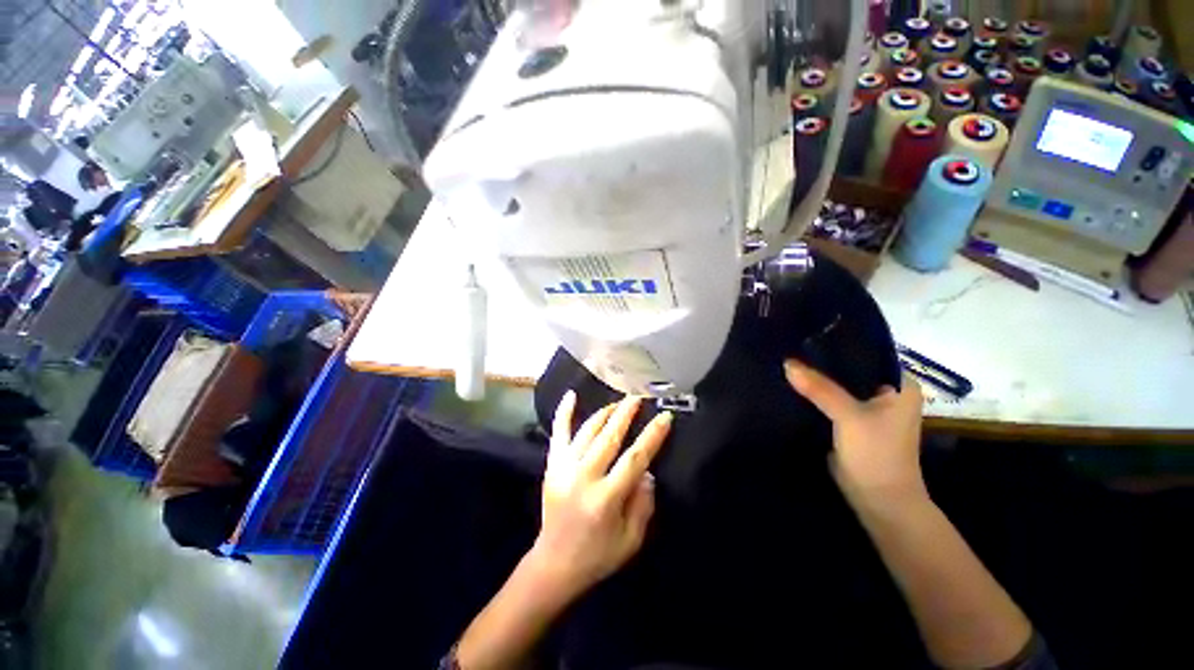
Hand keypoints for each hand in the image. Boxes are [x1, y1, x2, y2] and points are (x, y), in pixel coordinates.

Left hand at [528, 393, 672, 601]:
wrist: (556, 564)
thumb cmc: (599, 556)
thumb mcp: (632, 539)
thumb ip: (642, 505)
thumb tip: (647, 473)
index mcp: (606, 498)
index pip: (635, 458)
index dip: (652, 436)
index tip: (665, 417)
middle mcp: (583, 479)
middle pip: (609, 438)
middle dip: (627, 414)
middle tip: (641, 397)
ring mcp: (562, 472)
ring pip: (586, 433)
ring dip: (604, 414)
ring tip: (620, 402)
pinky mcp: (550, 470)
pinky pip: (557, 436)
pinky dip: (563, 415)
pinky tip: (571, 396)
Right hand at [784, 360, 925, 501]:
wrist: (883, 508)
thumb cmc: (876, 456)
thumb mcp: (848, 418)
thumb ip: (821, 390)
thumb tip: (788, 362)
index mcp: (903, 384)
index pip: (868, 354)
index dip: (840, 347)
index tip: (809, 339)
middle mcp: (896, 397)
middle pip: (858, 376)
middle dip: (831, 371)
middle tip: (798, 355)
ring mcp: (882, 419)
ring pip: (851, 397)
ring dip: (830, 393)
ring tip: (797, 374)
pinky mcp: (868, 437)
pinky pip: (847, 415)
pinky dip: (831, 412)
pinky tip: (807, 402)